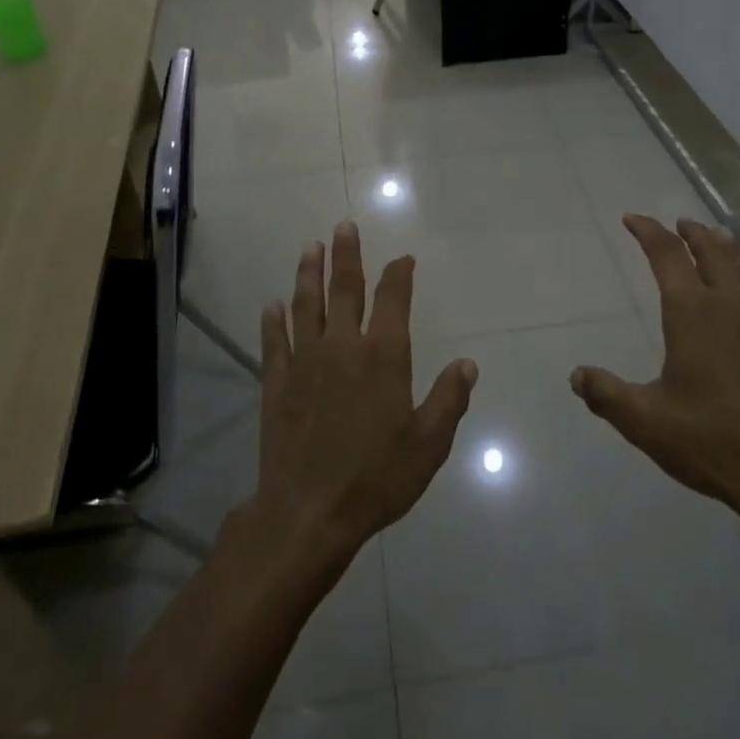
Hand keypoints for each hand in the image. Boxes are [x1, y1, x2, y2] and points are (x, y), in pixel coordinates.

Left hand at [252, 223, 476, 572]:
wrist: (309, 511)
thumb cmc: (376, 478)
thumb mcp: (428, 444)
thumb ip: (448, 399)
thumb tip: (467, 364)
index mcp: (383, 356)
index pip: (392, 300)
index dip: (399, 274)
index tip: (403, 259)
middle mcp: (342, 346)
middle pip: (345, 289)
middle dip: (348, 255)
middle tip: (344, 226)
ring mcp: (304, 362)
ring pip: (306, 305)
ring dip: (309, 273)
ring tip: (312, 247)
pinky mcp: (276, 383)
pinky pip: (274, 341)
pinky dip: (273, 320)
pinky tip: (272, 305)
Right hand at [572, 216, 739, 541]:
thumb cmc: (709, 439)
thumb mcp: (644, 421)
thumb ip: (606, 394)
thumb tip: (576, 375)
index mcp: (693, 313)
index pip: (668, 256)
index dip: (649, 232)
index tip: (632, 219)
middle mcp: (730, 306)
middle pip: (713, 250)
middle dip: (692, 232)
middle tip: (678, 224)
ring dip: (723, 249)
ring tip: (712, 243)